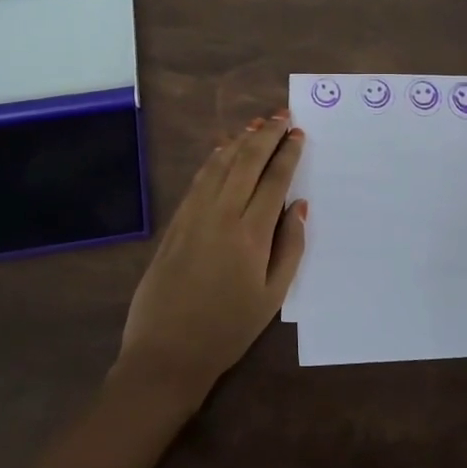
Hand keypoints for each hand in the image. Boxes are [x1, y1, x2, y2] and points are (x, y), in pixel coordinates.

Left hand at [114, 112, 307, 404]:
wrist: (166, 352)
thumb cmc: (228, 329)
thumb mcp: (273, 297)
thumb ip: (291, 247)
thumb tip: (300, 207)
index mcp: (251, 234)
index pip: (274, 180)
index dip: (288, 153)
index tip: (299, 134)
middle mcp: (222, 214)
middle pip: (247, 161)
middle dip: (267, 135)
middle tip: (283, 116)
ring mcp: (195, 215)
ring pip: (221, 164)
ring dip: (241, 140)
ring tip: (258, 124)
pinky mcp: (176, 222)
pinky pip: (200, 179)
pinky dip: (215, 158)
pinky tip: (224, 150)